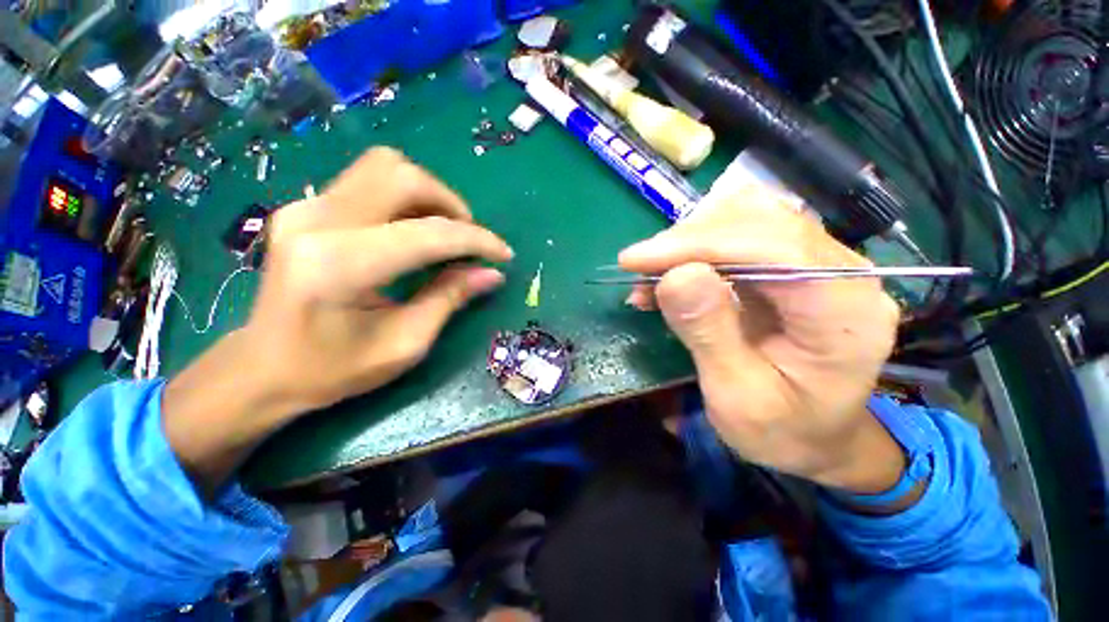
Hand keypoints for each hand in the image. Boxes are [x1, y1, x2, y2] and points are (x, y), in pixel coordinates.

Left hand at [163, 148, 512, 490]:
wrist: (262, 367)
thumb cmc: (334, 369)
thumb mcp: (405, 344)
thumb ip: (450, 299)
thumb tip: (492, 273)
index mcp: (340, 265)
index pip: (428, 233)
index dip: (476, 240)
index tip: (503, 255)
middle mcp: (317, 221)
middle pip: (401, 175)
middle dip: (451, 203)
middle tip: (468, 240)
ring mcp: (305, 208)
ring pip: (384, 168)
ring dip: (428, 195)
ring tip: (444, 232)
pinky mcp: (305, 208)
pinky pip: (368, 182)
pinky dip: (404, 199)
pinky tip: (413, 231)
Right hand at [619, 187, 903, 494]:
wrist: (815, 439)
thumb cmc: (781, 431)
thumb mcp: (737, 396)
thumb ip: (709, 333)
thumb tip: (675, 275)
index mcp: (844, 312)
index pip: (773, 247)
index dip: (698, 244)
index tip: (636, 260)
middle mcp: (842, 273)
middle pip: (758, 222)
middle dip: (686, 242)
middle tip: (638, 272)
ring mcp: (819, 264)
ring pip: (745, 220)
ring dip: (687, 244)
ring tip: (650, 279)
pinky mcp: (792, 266)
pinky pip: (738, 239)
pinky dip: (693, 252)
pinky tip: (667, 278)